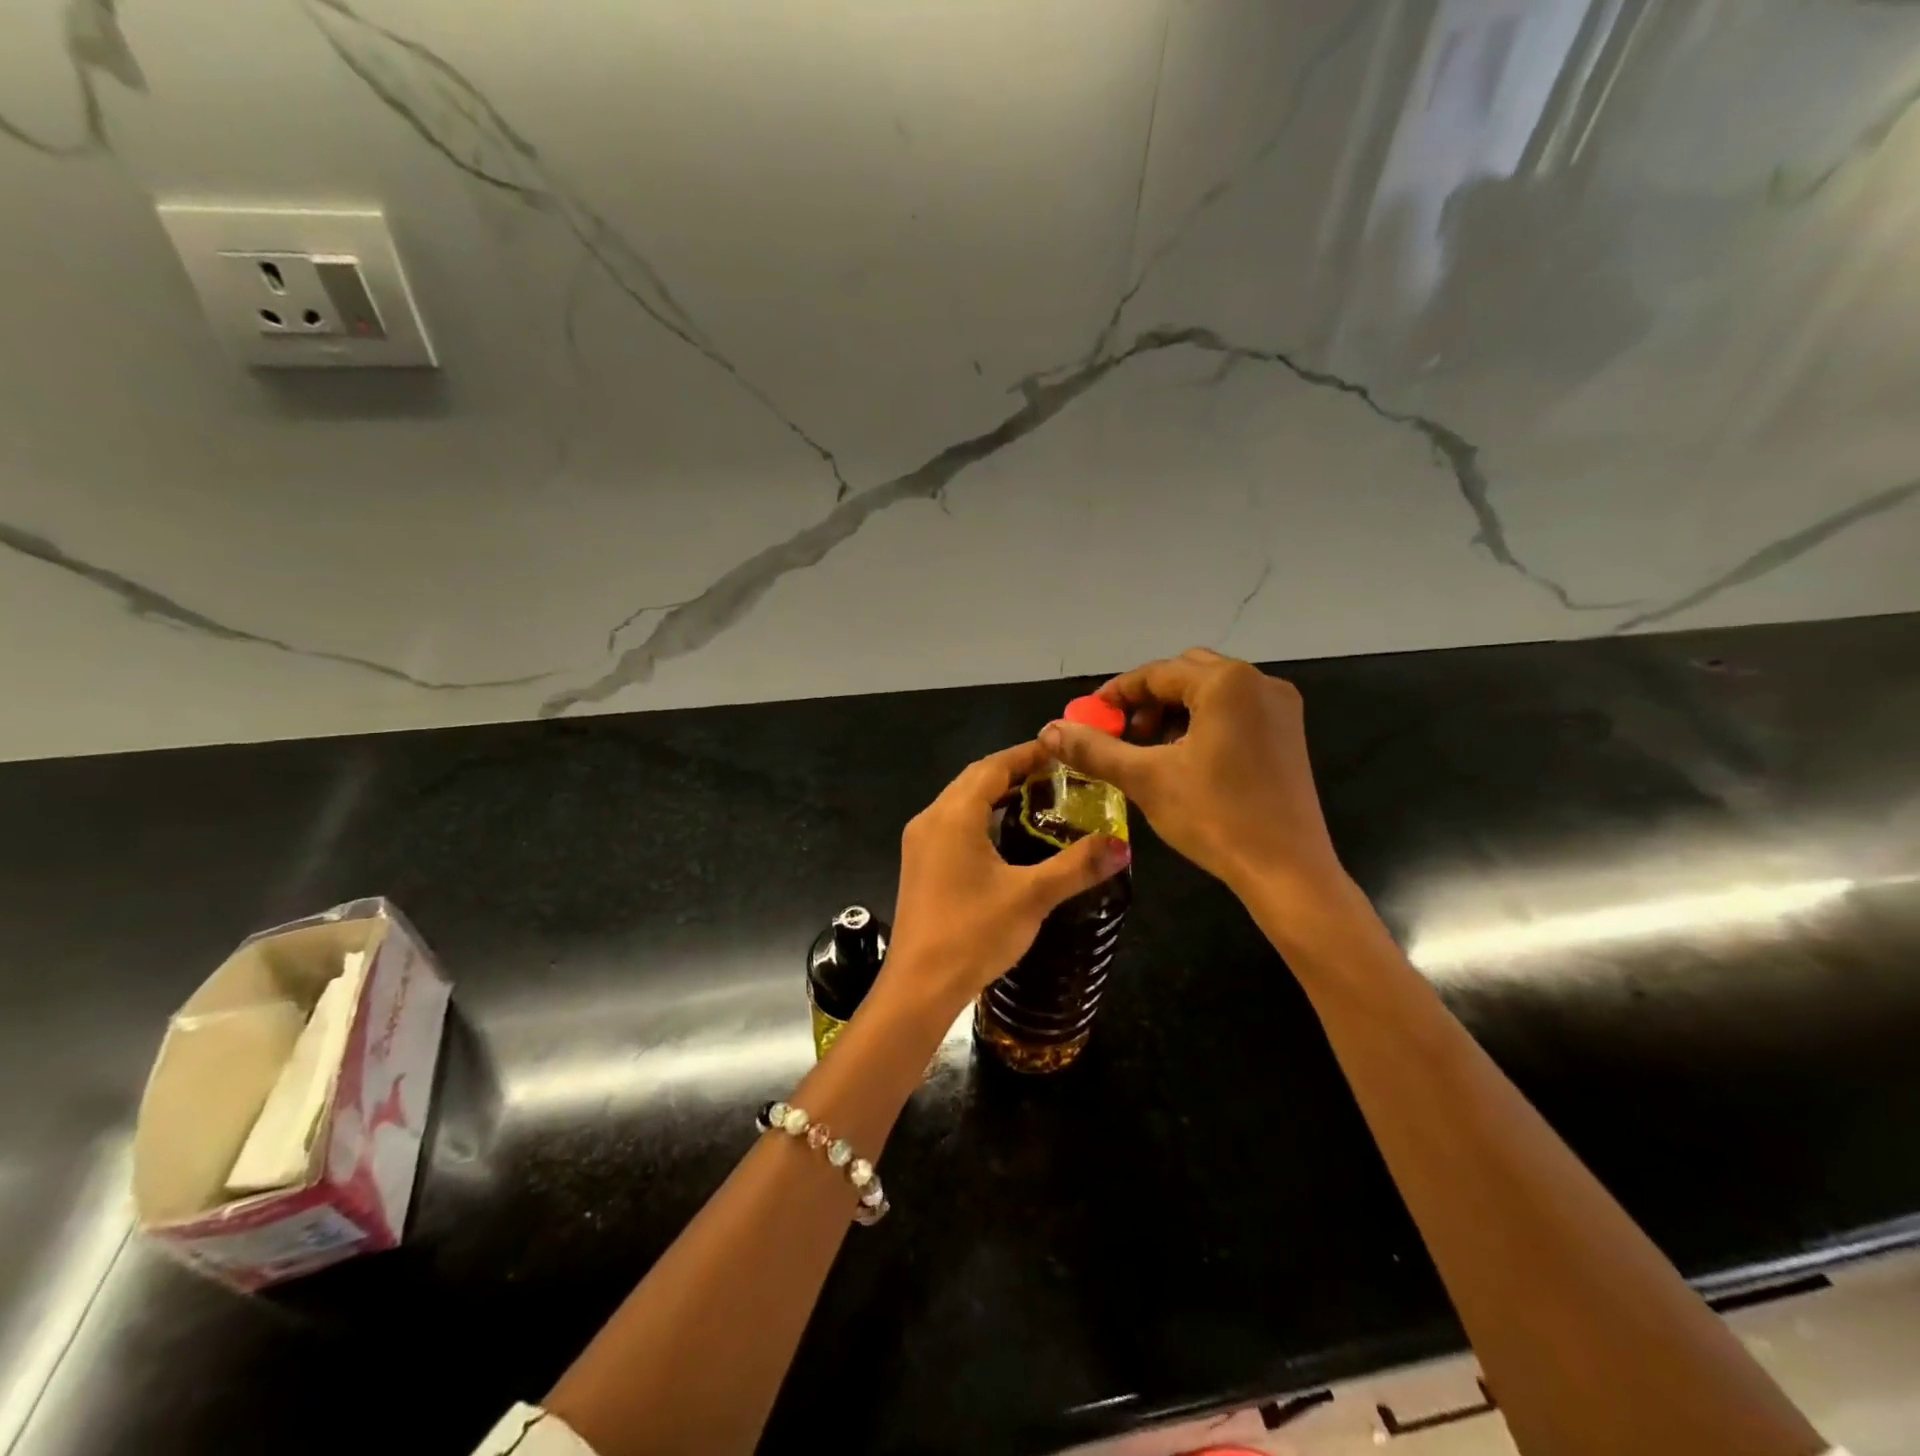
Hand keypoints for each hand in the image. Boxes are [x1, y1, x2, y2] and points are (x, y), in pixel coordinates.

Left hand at [879, 740, 1130, 1019]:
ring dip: (995, 793)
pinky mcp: (920, 865)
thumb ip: (1076, 866)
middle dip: (1013, 770)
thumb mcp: (1031, 897)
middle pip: (974, 779)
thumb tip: (1122, 845)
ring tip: (1038, 797)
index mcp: (953, 815)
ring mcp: (920, 843)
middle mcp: (931, 819)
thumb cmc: (973, 934)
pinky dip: (981, 817)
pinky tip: (1006, 835)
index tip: (1061, 750)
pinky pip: (953, 824)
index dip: (1027, 754)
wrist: (919, 986)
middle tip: (1057, 774)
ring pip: (961, 802)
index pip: (993, 766)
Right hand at [1039, 648, 1343, 899]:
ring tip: (1150, 749)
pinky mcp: (1288, 733)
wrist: (1287, 870)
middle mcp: (1259, 682)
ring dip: (1174, 711)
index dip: (1116, 694)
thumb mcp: (1145, 779)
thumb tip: (1048, 730)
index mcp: (1226, 683)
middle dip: (1147, 700)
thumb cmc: (1215, 817)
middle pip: (1186, 674)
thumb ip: (1095, 749)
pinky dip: (1202, 722)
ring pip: (1211, 692)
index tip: (1088, 718)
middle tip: (1122, 733)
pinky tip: (1185, 758)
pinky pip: (1235, 710)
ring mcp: (1280, 707)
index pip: (1156, 673)